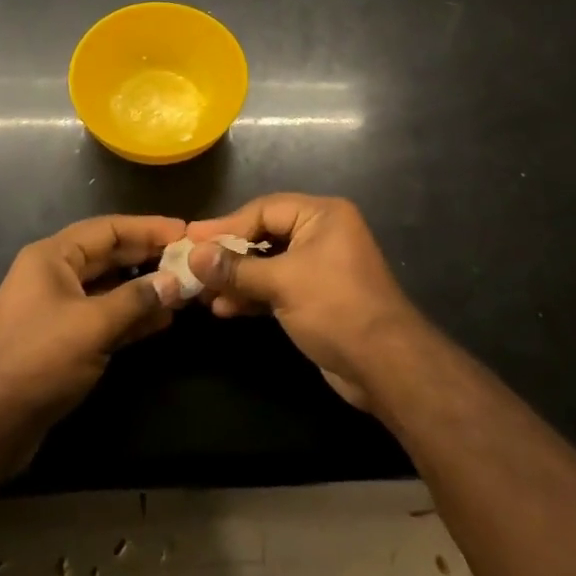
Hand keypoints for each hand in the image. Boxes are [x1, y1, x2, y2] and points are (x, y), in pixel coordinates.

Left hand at [0, 214, 190, 432]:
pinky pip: (105, 316)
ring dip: (144, 288)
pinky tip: (163, 320)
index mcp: (52, 257)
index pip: (108, 229)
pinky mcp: (64, 340)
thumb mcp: (92, 325)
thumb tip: (175, 282)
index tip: (186, 231)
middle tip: (191, 259)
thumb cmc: (37, 361)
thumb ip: (137, 299)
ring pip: (110, 287)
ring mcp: (58, 308)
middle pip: (110, 255)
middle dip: (149, 257)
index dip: (148, 228)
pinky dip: (132, 316)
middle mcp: (54, 275)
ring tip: (184, 290)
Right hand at [186, 195, 424, 409]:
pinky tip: (224, 309)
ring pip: (268, 264)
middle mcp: (322, 233)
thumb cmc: (335, 308)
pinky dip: (252, 295)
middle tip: (191, 265)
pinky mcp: (316, 297)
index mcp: (322, 215)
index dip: (226, 225)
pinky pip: (276, 287)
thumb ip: (236, 268)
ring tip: (202, 294)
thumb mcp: (282, 282)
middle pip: (264, 235)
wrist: (385, 366)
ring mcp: (319, 267)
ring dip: (236, 279)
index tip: (190, 239)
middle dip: (229, 254)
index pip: (264, 210)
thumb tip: (193, 255)